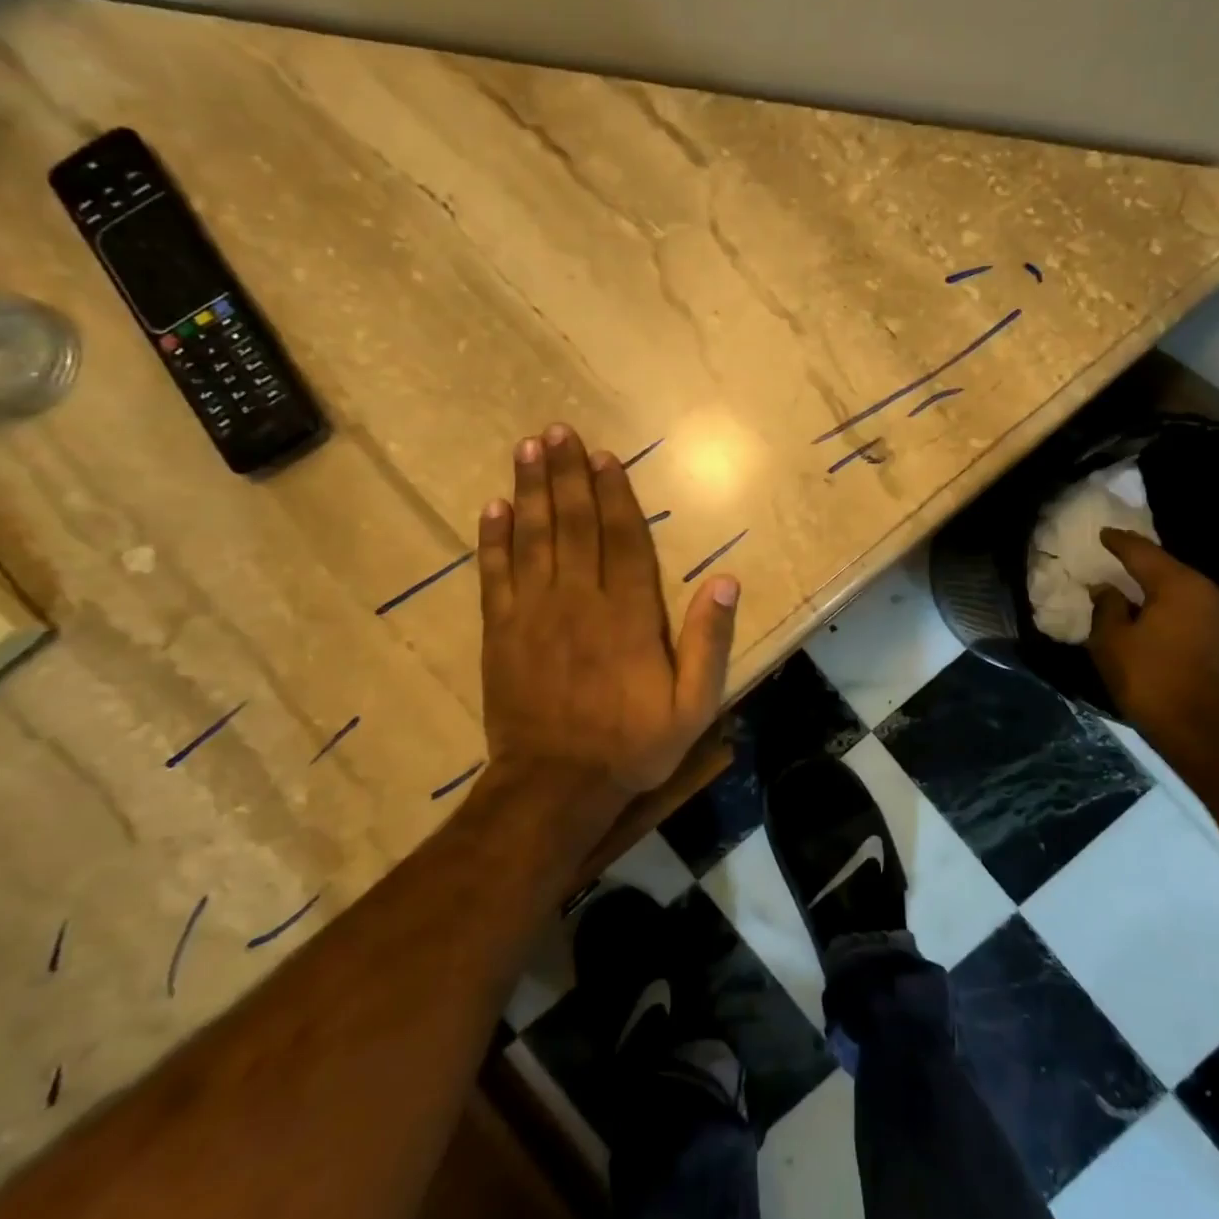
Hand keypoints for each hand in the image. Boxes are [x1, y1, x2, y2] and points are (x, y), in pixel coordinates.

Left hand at [478, 423, 739, 795]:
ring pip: (533, 537)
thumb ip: (708, 641)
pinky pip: (496, 574)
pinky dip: (493, 539)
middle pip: (574, 524)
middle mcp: (580, 600)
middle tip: (557, 431)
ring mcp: (535, 613)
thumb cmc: (632, 745)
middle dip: (566, 474)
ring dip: (530, 490)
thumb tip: (726, 580)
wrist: (555, 788)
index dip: (614, 493)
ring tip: (527, 449)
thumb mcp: (693, 705)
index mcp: (628, 614)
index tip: (603, 456)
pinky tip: (492, 507)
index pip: (623, 538)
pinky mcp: (502, 631)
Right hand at [1087, 529, 1218, 745]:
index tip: (1103, 534)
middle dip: (1141, 565)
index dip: (1119, 542)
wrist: (1207, 733)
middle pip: (1169, 569)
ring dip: (1160, 590)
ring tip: (1135, 591)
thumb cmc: (1152, 681)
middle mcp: (1211, 591)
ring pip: (1186, 590)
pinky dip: (1175, 608)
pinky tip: (1159, 617)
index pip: (1143, 552)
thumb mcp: (1112, 642)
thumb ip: (1107, 607)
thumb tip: (1107, 589)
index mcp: (1180, 585)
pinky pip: (1197, 610)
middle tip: (1116, 561)